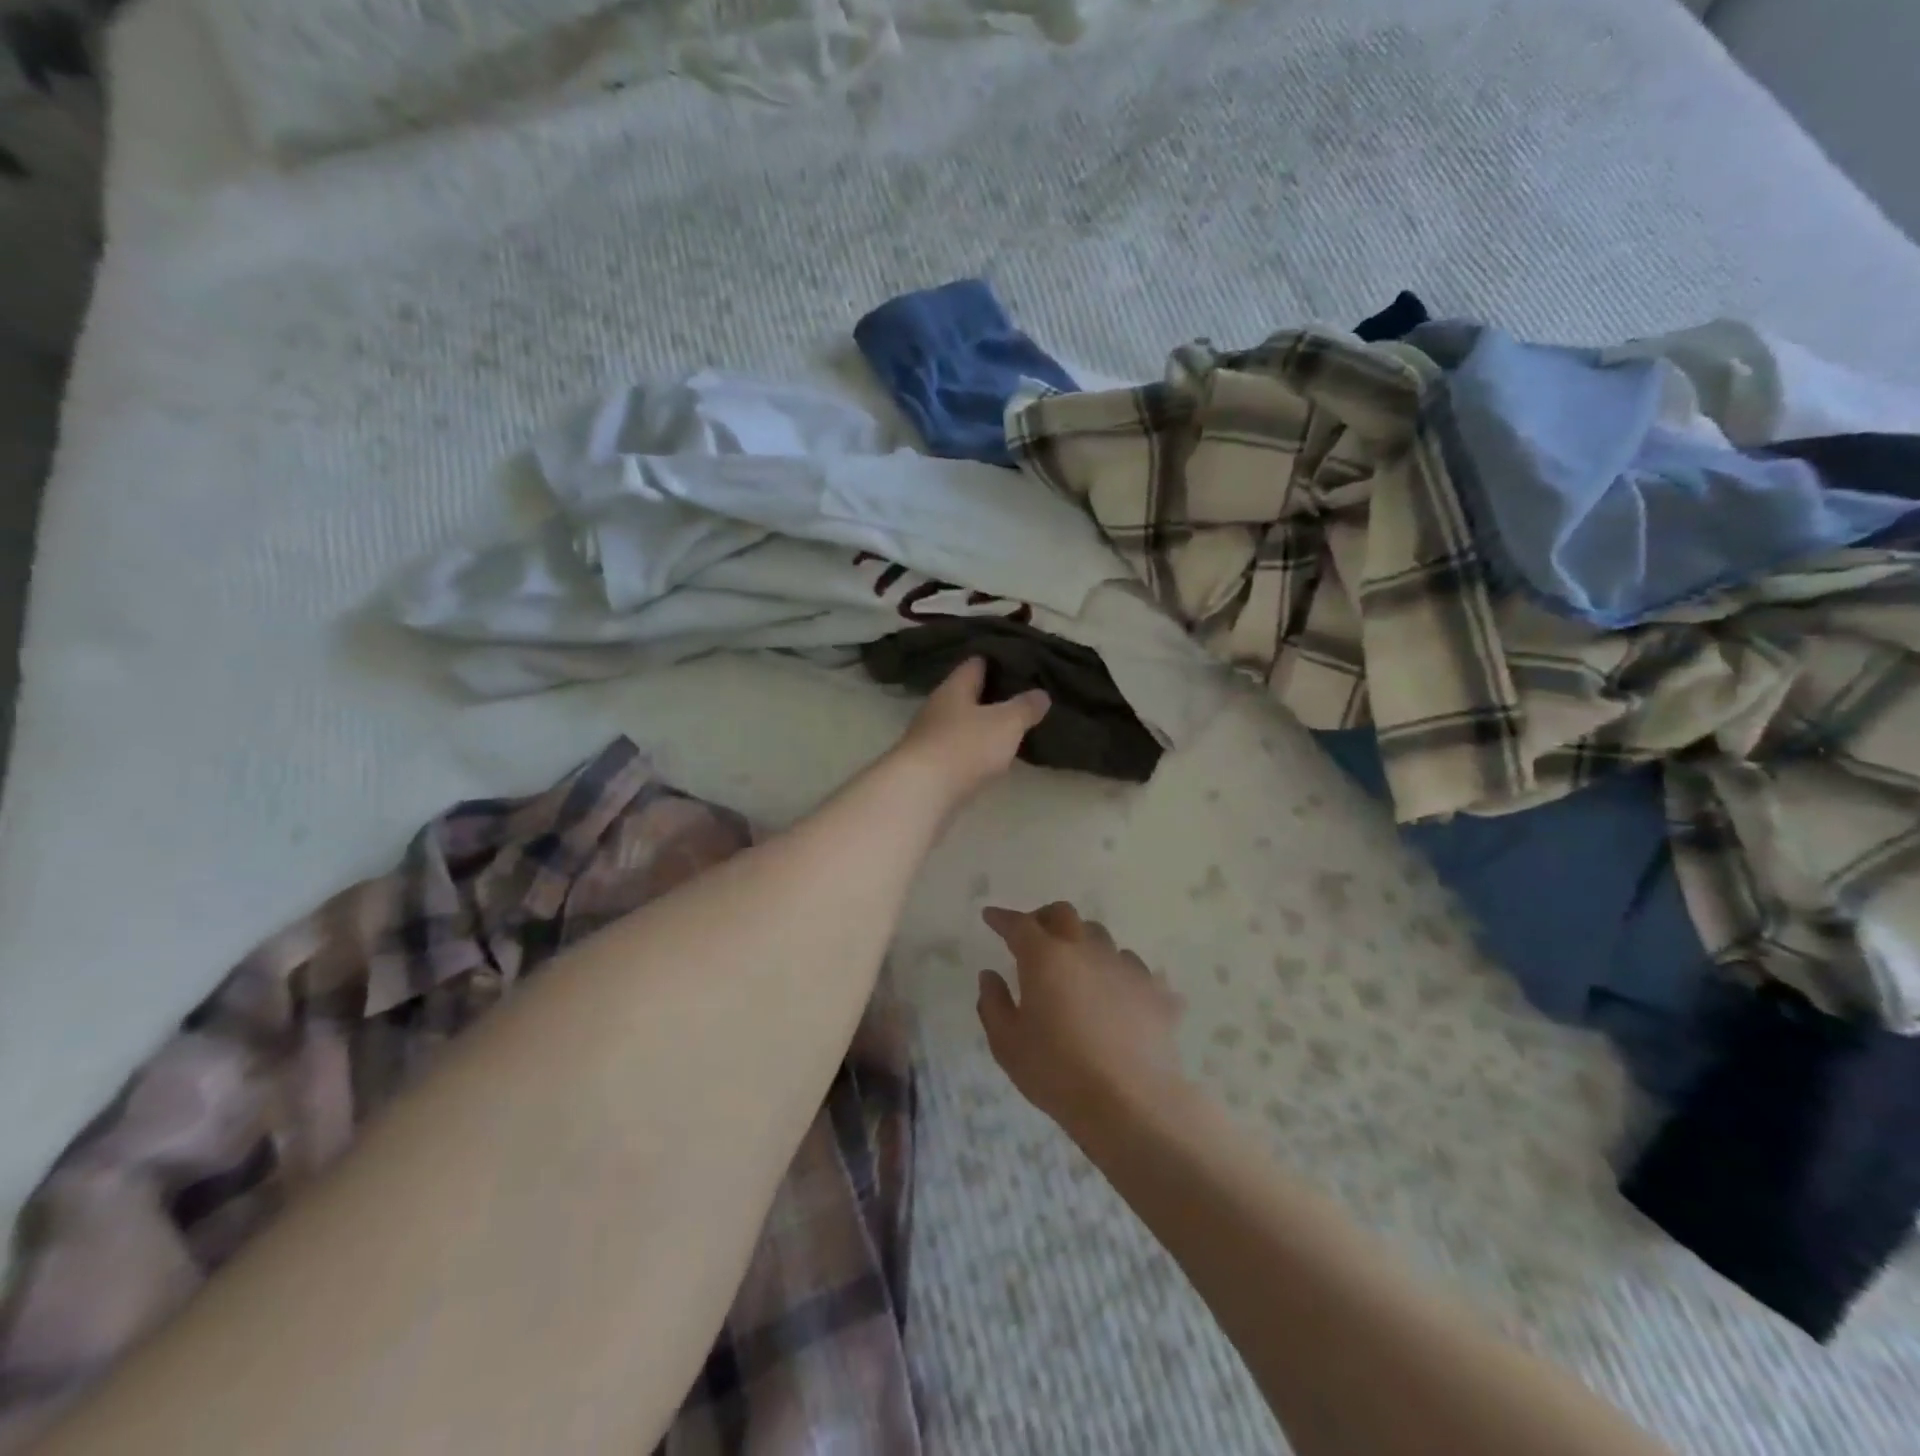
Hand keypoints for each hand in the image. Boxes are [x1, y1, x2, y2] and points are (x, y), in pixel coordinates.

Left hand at [894, 657, 1048, 805]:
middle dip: (991, 695)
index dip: (998, 661)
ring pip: (961, 722)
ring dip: (981, 724)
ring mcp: (929, 736)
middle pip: (967, 693)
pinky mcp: (928, 764)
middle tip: (1021, 696)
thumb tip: (1041, 693)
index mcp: (954, 687)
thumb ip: (1025, 707)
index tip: (1020, 663)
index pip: (976, 663)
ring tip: (1010, 727)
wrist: (920, 792)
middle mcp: (937, 706)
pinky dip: (973, 748)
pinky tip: (989, 756)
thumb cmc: (965, 746)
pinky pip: (956, 748)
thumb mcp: (1006, 723)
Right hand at [977, 901, 1186, 1137]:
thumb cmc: (1057, 1073)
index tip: (991, 917)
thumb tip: (990, 976)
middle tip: (1034, 937)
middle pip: (1064, 915)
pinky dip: (1116, 973)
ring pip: (1100, 937)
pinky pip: (1132, 968)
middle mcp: (1086, 949)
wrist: (1130, 1104)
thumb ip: (993, 1003)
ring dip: (1082, 943)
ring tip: (1076, 968)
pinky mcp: (1155, 990)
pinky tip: (1115, 994)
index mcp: (1045, 957)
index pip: (1019, 925)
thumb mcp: (1007, 1044)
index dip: (1002, 918)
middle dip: (1044, 918)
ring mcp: (1125, 966)